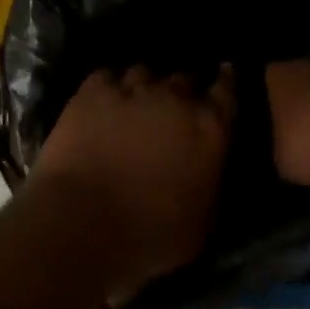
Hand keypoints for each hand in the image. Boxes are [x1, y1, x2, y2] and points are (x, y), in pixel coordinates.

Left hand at [31, 66, 235, 302]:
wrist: (82, 224)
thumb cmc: (150, 236)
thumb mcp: (202, 222)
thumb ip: (210, 182)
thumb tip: (208, 170)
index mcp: (209, 128)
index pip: (227, 90)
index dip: (226, 83)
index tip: (224, 77)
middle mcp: (175, 98)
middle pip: (185, 78)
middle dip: (183, 90)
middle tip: (175, 107)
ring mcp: (132, 90)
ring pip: (145, 72)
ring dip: (145, 86)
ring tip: (136, 101)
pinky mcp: (92, 92)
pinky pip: (106, 76)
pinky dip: (109, 86)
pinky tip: (104, 99)